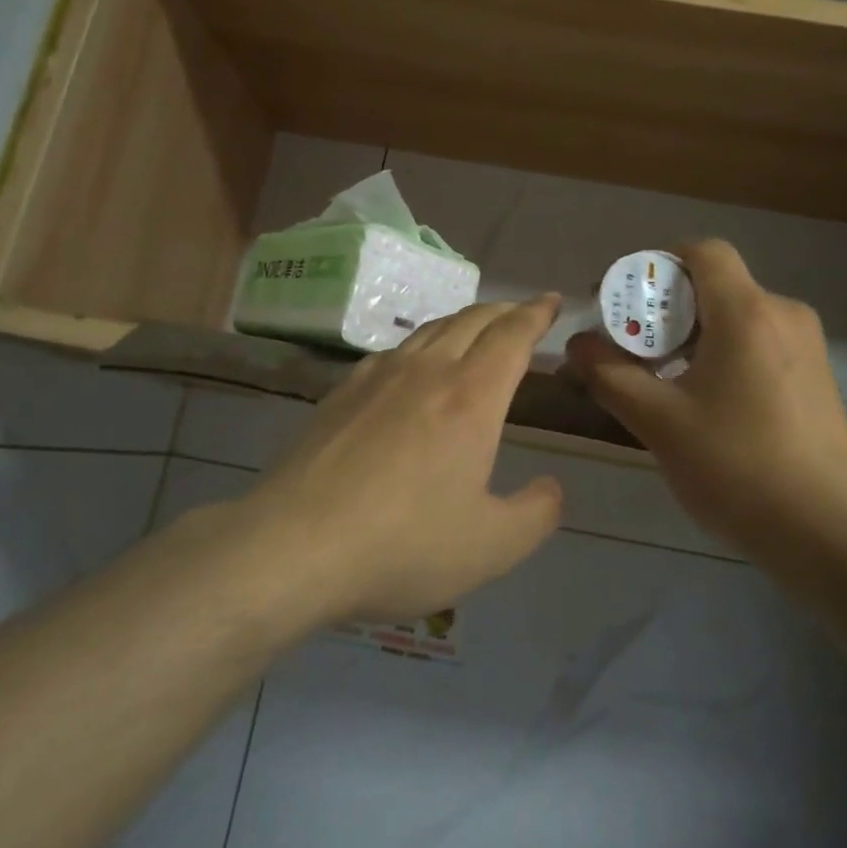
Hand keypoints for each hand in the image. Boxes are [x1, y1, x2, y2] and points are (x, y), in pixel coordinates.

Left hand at [242, 297, 565, 623]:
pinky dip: (421, 343)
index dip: (536, 314)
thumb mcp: (491, 546)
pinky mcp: (341, 392)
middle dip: (505, 310)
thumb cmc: (403, 545)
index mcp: (471, 397)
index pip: (512, 336)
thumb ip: (536, 514)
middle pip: (473, 319)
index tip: (552, 301)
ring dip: (463, 321)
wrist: (294, 544)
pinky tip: (414, 364)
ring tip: (476, 330)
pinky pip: (393, 350)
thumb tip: (552, 488)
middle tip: (523, 312)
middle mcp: (427, 371)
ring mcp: (378, 376)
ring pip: (431, 329)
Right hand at [565, 240, 846, 549]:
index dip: (655, 264)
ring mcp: (807, 346)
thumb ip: (610, 375)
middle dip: (664, 308)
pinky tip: (703, 402)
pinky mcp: (815, 378)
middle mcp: (783, 314)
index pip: (701, 251)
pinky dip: (720, 355)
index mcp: (747, 312)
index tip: (623, 301)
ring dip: (690, 335)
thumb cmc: (738, 467)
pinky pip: (758, 344)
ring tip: (658, 379)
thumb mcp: (660, 422)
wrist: (831, 535)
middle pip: (714, 285)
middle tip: (628, 347)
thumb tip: (578, 344)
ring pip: (735, 317)